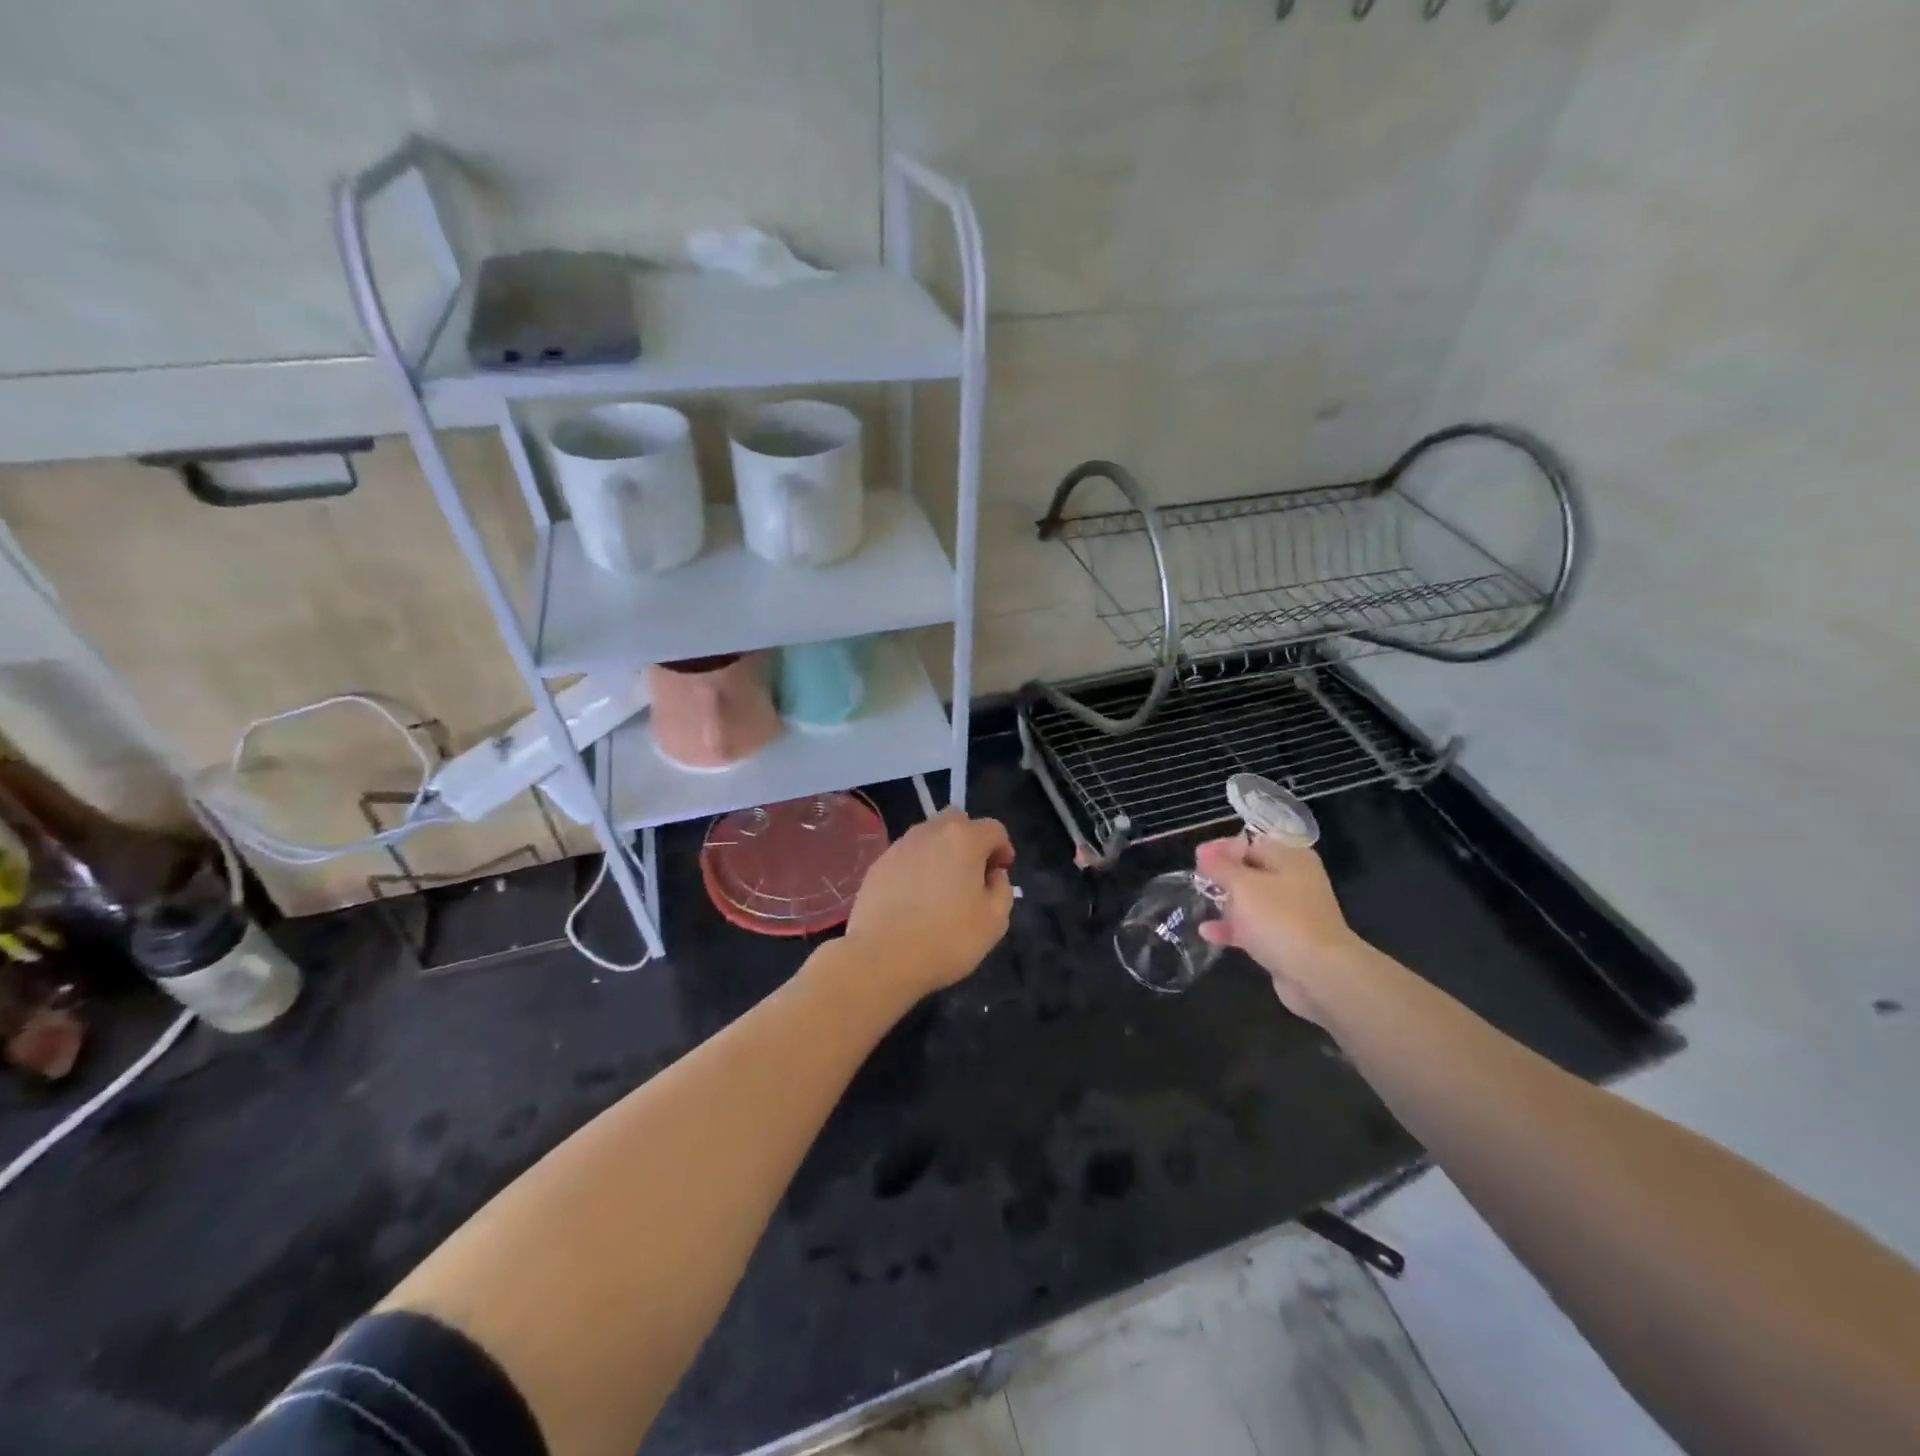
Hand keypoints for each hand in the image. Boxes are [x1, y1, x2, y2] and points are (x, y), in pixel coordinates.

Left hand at [844, 809, 1014, 996]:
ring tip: (942, 888)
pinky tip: (915, 899)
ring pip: (928, 836)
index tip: (1000, 873)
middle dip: (970, 840)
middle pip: (957, 821)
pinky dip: (917, 868)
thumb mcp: (995, 921)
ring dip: (941, 852)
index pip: (993, 828)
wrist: (881, 958)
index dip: (1002, 848)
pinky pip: (906, 856)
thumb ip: (1002, 889)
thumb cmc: (947, 939)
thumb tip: (993, 875)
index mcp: (964, 839)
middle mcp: (930, 832)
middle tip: (972, 874)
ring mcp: (899, 846)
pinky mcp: (878, 864)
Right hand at [1196, 837, 1365, 1023]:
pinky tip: (1207, 933)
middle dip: (1223, 877)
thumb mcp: (1243, 885)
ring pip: (1252, 901)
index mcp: (1291, 858)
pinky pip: (1254, 928)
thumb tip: (1204, 851)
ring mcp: (1292, 912)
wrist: (1320, 975)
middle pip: (1251, 871)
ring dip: (1226, 903)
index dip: (1222, 848)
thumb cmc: (1280, 920)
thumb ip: (1220, 866)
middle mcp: (1295, 881)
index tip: (1197, 859)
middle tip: (1197, 882)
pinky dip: (1233, 928)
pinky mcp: (1286, 941)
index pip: (1251, 842)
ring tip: (1200, 904)